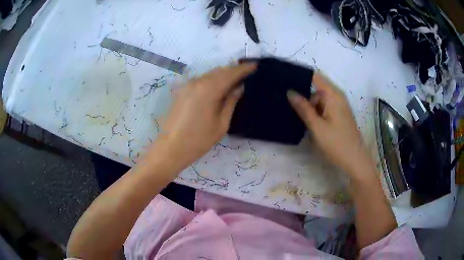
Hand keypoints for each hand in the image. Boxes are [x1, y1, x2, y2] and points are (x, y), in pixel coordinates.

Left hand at [153, 63, 256, 170]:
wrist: (170, 148)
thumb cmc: (199, 140)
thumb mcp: (221, 124)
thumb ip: (231, 102)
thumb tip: (239, 87)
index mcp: (209, 89)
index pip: (230, 73)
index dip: (243, 68)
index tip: (254, 65)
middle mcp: (197, 82)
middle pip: (219, 71)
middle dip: (233, 70)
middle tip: (246, 73)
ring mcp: (187, 86)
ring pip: (209, 74)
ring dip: (223, 75)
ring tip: (234, 80)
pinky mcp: (181, 91)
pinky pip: (201, 80)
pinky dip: (212, 80)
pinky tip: (218, 87)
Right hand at [287, 72, 371, 175]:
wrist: (355, 161)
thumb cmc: (337, 144)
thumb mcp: (317, 127)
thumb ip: (304, 108)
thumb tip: (290, 92)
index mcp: (333, 95)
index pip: (315, 76)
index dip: (301, 76)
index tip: (285, 81)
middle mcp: (337, 97)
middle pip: (317, 88)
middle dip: (304, 95)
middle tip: (288, 104)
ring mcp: (340, 106)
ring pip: (320, 99)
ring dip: (310, 106)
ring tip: (297, 116)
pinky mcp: (340, 115)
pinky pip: (325, 107)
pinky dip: (317, 112)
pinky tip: (309, 122)